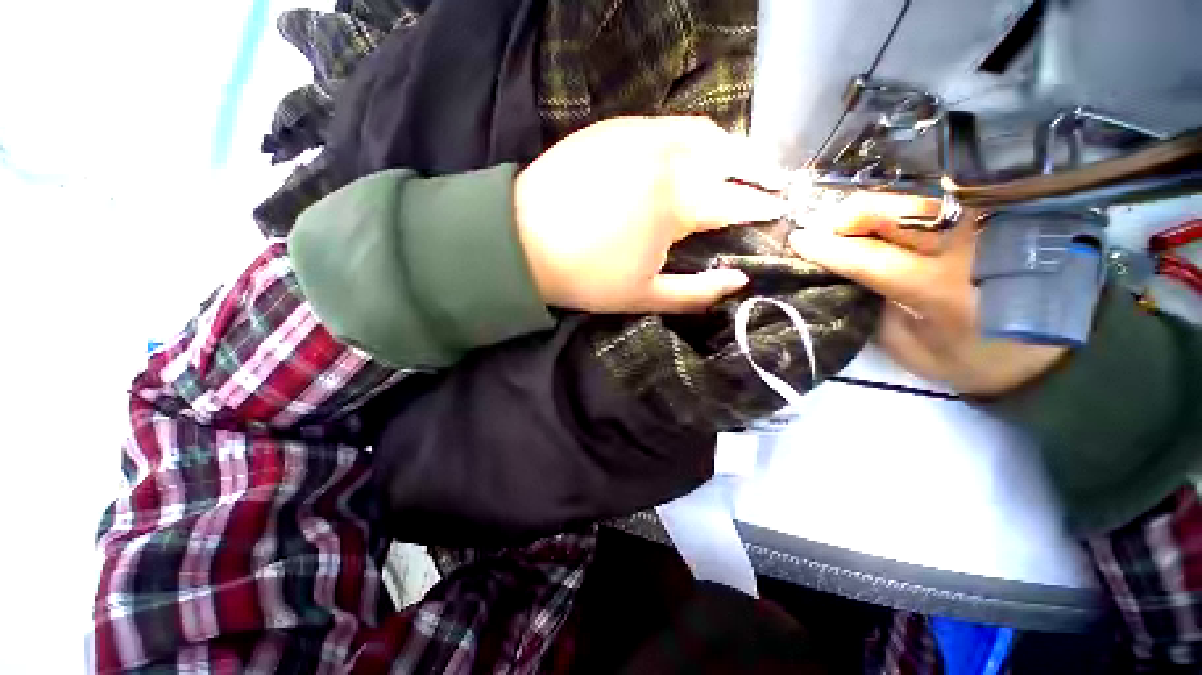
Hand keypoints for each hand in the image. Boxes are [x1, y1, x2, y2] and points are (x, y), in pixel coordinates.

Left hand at [514, 116, 787, 313]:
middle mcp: (670, 157)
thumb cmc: (586, 276)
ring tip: (734, 167)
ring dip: (728, 149)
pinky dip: (692, 137)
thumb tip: (738, 281)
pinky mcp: (616, 126)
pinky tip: (689, 152)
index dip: (762, 207)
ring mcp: (641, 134)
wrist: (522, 242)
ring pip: (703, 133)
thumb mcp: (646, 296)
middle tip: (766, 186)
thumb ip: (697, 292)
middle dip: (755, 172)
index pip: (739, 200)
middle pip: (731, 156)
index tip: (778, 210)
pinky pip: (670, 124)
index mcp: (680, 203)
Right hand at [788, 193, 1068, 396]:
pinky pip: (943, 198)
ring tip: (856, 228)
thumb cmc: (972, 360)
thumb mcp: (909, 347)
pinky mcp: (1003, 216)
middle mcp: (965, 244)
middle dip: (848, 216)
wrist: (1052, 353)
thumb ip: (875, 305)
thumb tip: (846, 273)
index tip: (797, 240)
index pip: (866, 257)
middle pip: (892, 210)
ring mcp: (988, 222)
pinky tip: (895, 221)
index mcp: (938, 287)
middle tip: (827, 231)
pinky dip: (909, 206)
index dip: (826, 248)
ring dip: (875, 209)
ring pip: (915, 196)